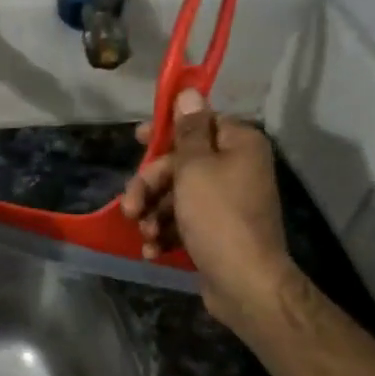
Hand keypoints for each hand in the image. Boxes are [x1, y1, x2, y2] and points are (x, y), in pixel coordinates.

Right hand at [120, 90, 289, 330]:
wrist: (245, 284)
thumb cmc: (218, 216)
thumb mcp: (195, 167)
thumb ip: (188, 130)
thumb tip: (190, 91)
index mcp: (239, 145)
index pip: (200, 123)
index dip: (167, 131)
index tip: (140, 139)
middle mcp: (237, 169)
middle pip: (182, 163)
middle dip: (151, 184)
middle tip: (130, 205)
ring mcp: (228, 203)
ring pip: (178, 194)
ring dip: (154, 212)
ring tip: (144, 232)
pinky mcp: (218, 231)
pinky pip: (184, 221)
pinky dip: (166, 232)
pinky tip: (152, 249)